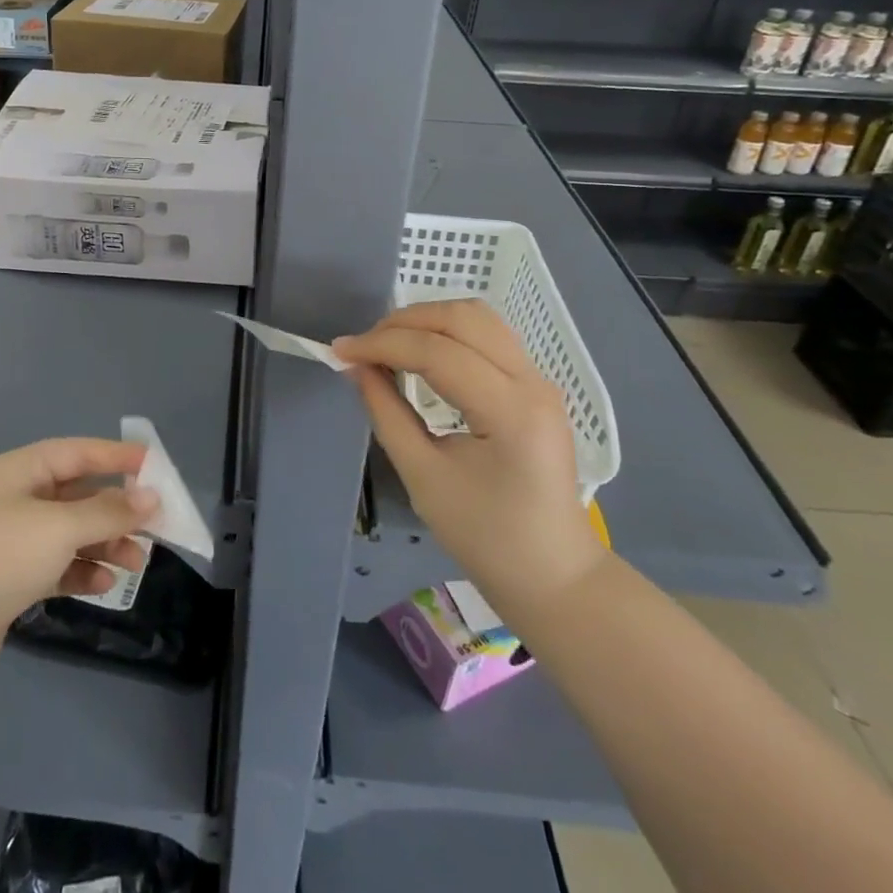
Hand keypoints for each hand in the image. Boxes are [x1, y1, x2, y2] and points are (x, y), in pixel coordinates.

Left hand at [0, 439, 159, 676]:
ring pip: (72, 532)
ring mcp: (13, 539)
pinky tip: (106, 584)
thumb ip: (109, 511)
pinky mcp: (13, 577)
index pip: (78, 452)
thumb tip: (151, 498)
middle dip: (117, 509)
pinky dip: (83, 569)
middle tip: (155, 523)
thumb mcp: (60, 527)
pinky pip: (59, 564)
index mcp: (20, 471)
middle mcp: (17, 498)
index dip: (117, 456)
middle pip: (78, 494)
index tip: (156, 465)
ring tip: (137, 562)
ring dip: (106, 543)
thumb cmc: (1, 557)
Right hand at [333, 300, 605, 625]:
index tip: (339, 351)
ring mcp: (539, 379)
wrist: (553, 574)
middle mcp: (532, 382)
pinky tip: (419, 352)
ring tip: (387, 344)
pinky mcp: (534, 384)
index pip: (438, 353)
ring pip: (478, 318)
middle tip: (363, 347)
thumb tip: (356, 367)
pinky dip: (447, 333)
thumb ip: (387, 413)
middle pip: (463, 318)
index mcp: (511, 412)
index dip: (382, 344)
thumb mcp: (423, 478)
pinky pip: (487, 336)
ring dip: (427, 320)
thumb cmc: (486, 537)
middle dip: (404, 322)